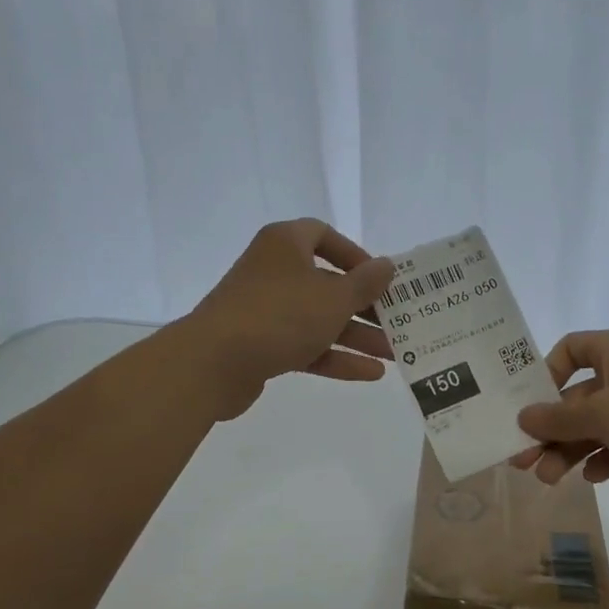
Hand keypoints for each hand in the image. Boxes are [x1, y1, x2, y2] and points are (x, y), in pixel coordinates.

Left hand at [183, 219, 395, 419]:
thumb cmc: (279, 315)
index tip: (378, 277)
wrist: (213, 363)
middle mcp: (274, 271)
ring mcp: (265, 310)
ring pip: (318, 318)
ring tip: (394, 353)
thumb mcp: (334, 298)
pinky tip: (370, 373)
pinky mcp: (260, 344)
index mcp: (285, 244)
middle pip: (326, 283)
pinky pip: (305, 345)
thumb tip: (387, 265)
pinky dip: (335, 357)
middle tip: (396, 320)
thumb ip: (365, 283)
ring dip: (356, 335)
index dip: (354, 254)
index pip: (323, 235)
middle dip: (364, 305)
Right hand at [512, 329, 608, 509]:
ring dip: (570, 451)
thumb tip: (523, 417)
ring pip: (595, 429)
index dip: (546, 373)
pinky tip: (592, 478)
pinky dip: (602, 461)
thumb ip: (559, 419)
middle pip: (576, 399)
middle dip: (550, 429)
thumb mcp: (603, 413)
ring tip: (549, 479)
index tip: (528, 403)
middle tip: (523, 460)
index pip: (571, 349)